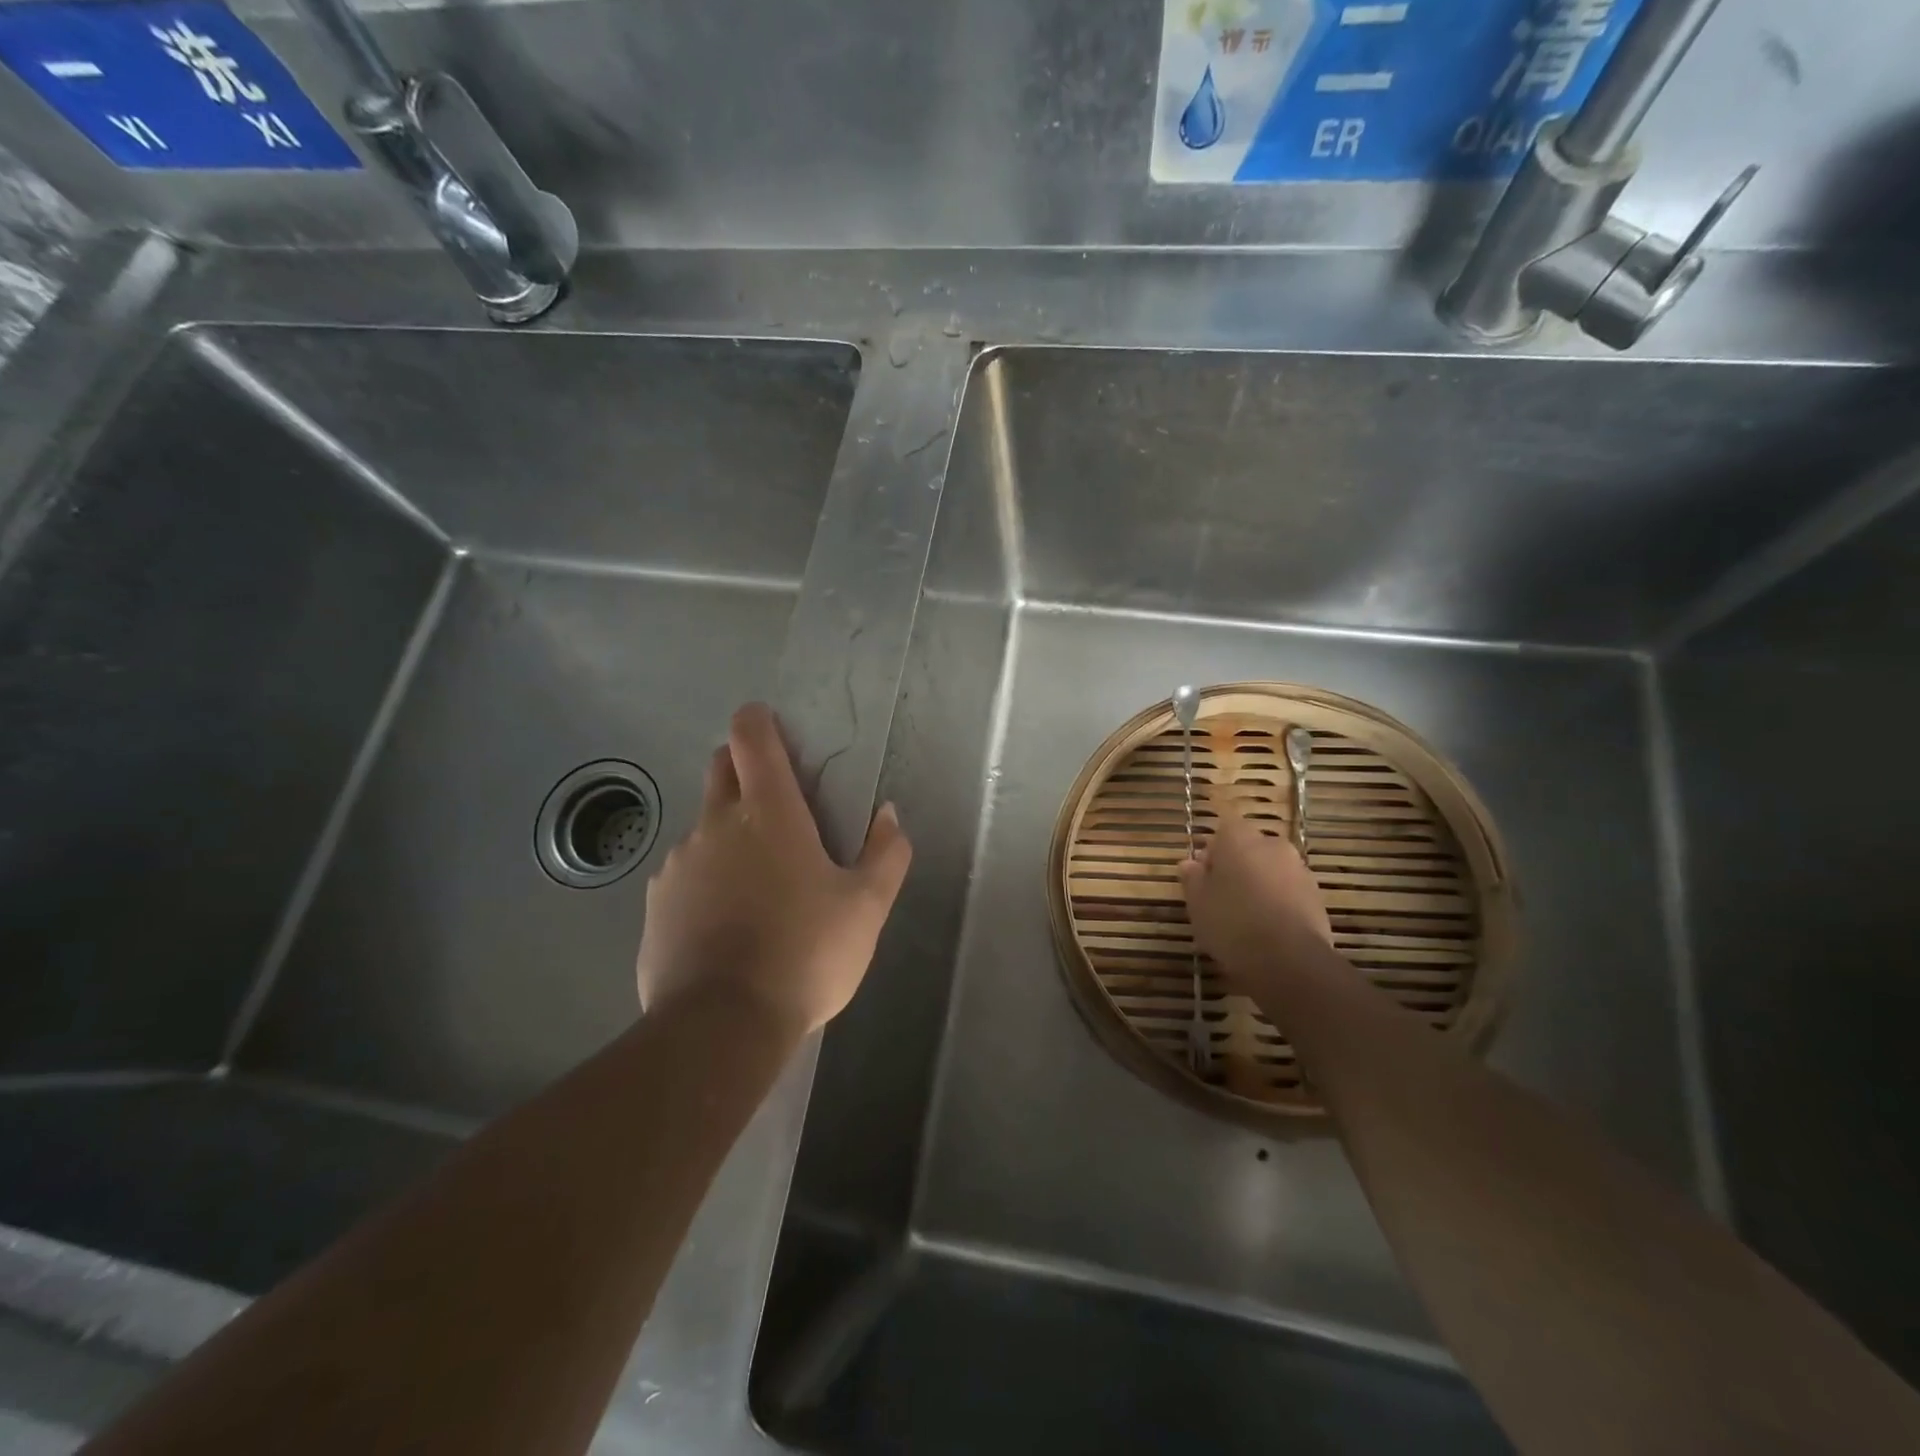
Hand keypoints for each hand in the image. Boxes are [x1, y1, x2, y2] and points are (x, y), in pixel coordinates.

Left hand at [636, 703, 912, 1036]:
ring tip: (759, 887)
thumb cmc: (805, 954)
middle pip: (721, 769)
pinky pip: (685, 874)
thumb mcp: (866, 908)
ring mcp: (679, 863)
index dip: (759, 722)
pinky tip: (727, 925)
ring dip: (729, 835)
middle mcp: (715, 824)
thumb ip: (887, 854)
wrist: (721, 1026)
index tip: (774, 730)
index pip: (751, 736)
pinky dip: (706, 881)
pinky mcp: (656, 903)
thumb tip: (888, 815)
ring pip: (705, 827)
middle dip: (744, 769)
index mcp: (768, 812)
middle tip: (778, 808)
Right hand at [1179, 811, 1332, 988]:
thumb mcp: (1197, 903)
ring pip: (1270, 869)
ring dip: (1258, 883)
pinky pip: (1288, 889)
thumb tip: (1190, 863)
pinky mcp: (1316, 895)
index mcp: (1239, 838)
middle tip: (1221, 895)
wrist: (1290, 960)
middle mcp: (1272, 844)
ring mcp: (1299, 869)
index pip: (1223, 828)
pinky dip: (1277, 900)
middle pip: (1249, 848)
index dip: (1213, 850)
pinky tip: (1267, 927)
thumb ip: (1192, 878)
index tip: (1203, 874)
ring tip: (1245, 915)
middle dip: (1236, 865)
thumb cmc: (1232, 923)